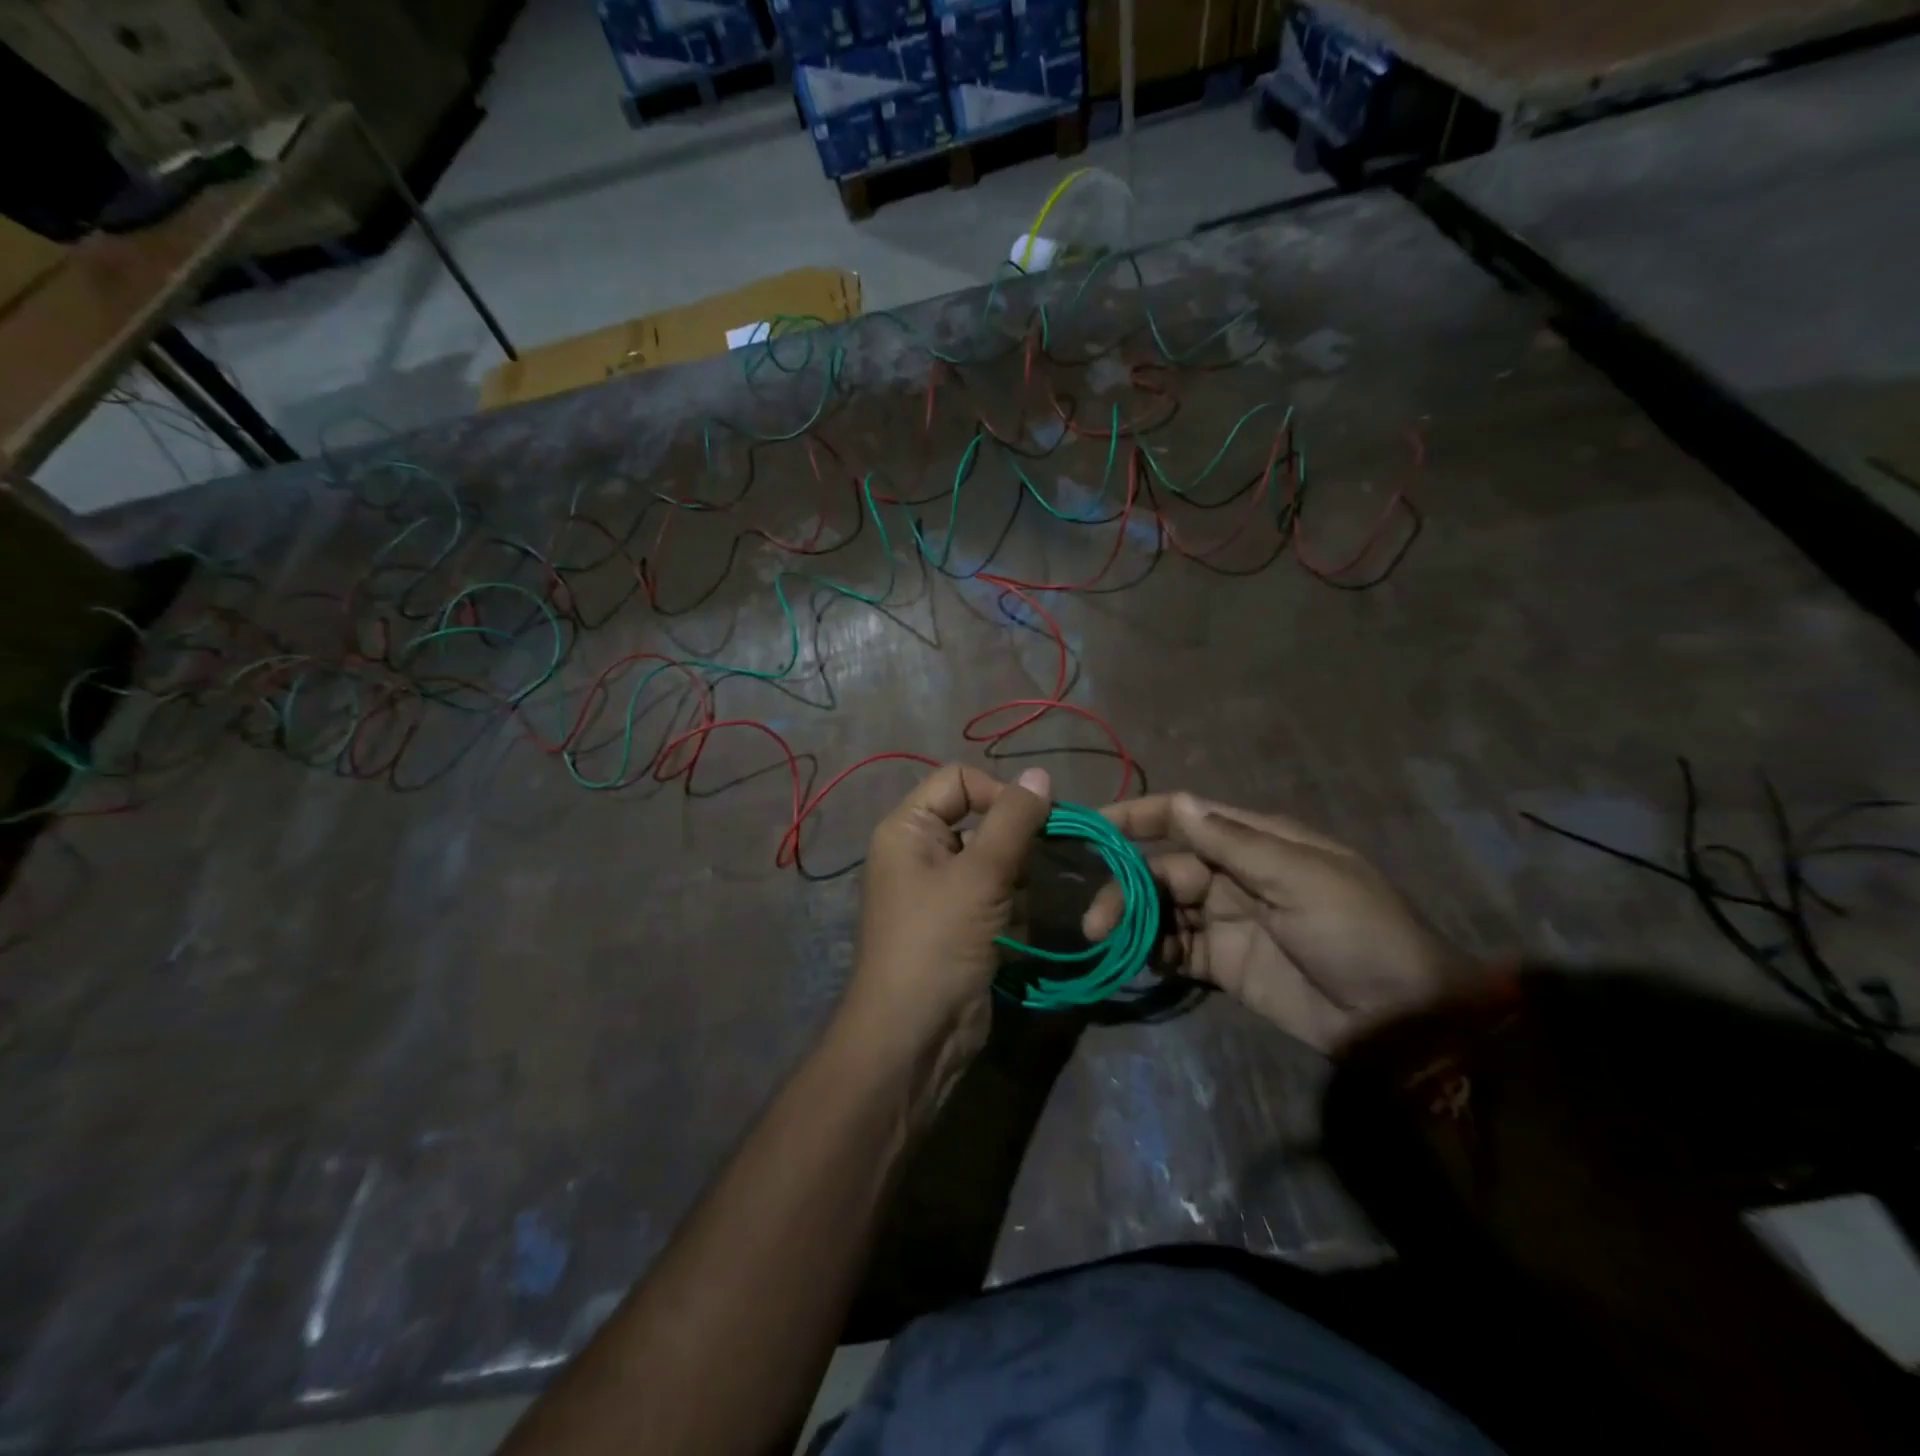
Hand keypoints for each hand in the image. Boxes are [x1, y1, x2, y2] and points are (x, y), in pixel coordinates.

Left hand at [841, 764, 1052, 1105]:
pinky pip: (996, 898)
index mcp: (908, 828)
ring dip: (1015, 886)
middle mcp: (920, 852)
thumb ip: (1014, 821)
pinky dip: (1011, 913)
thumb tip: (1040, 775)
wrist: (915, 1036)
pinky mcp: (960, 924)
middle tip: (1030, 874)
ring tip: (1010, 915)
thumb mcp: (980, 876)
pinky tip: (1010, 938)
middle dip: (1012, 849)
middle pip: (981, 821)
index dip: (998, 793)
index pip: (959, 780)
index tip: (1035, 823)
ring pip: (996, 863)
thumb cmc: (938, 943)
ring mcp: (940, 891)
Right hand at [1083, 793, 1458, 1052]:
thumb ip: (1235, 843)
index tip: (1091, 827)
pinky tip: (1140, 961)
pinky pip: (1175, 949)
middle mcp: (1233, 875)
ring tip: (1107, 943)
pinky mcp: (1223, 965)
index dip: (1136, 817)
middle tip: (1096, 922)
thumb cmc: (1356, 932)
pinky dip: (1153, 951)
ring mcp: (1226, 921)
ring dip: (1133, 922)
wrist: (1398, 1020)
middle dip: (1126, 888)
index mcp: (1254, 843)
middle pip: (1163, 869)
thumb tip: (1179, 802)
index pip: (1183, 816)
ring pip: (1163, 910)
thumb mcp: (1301, 879)